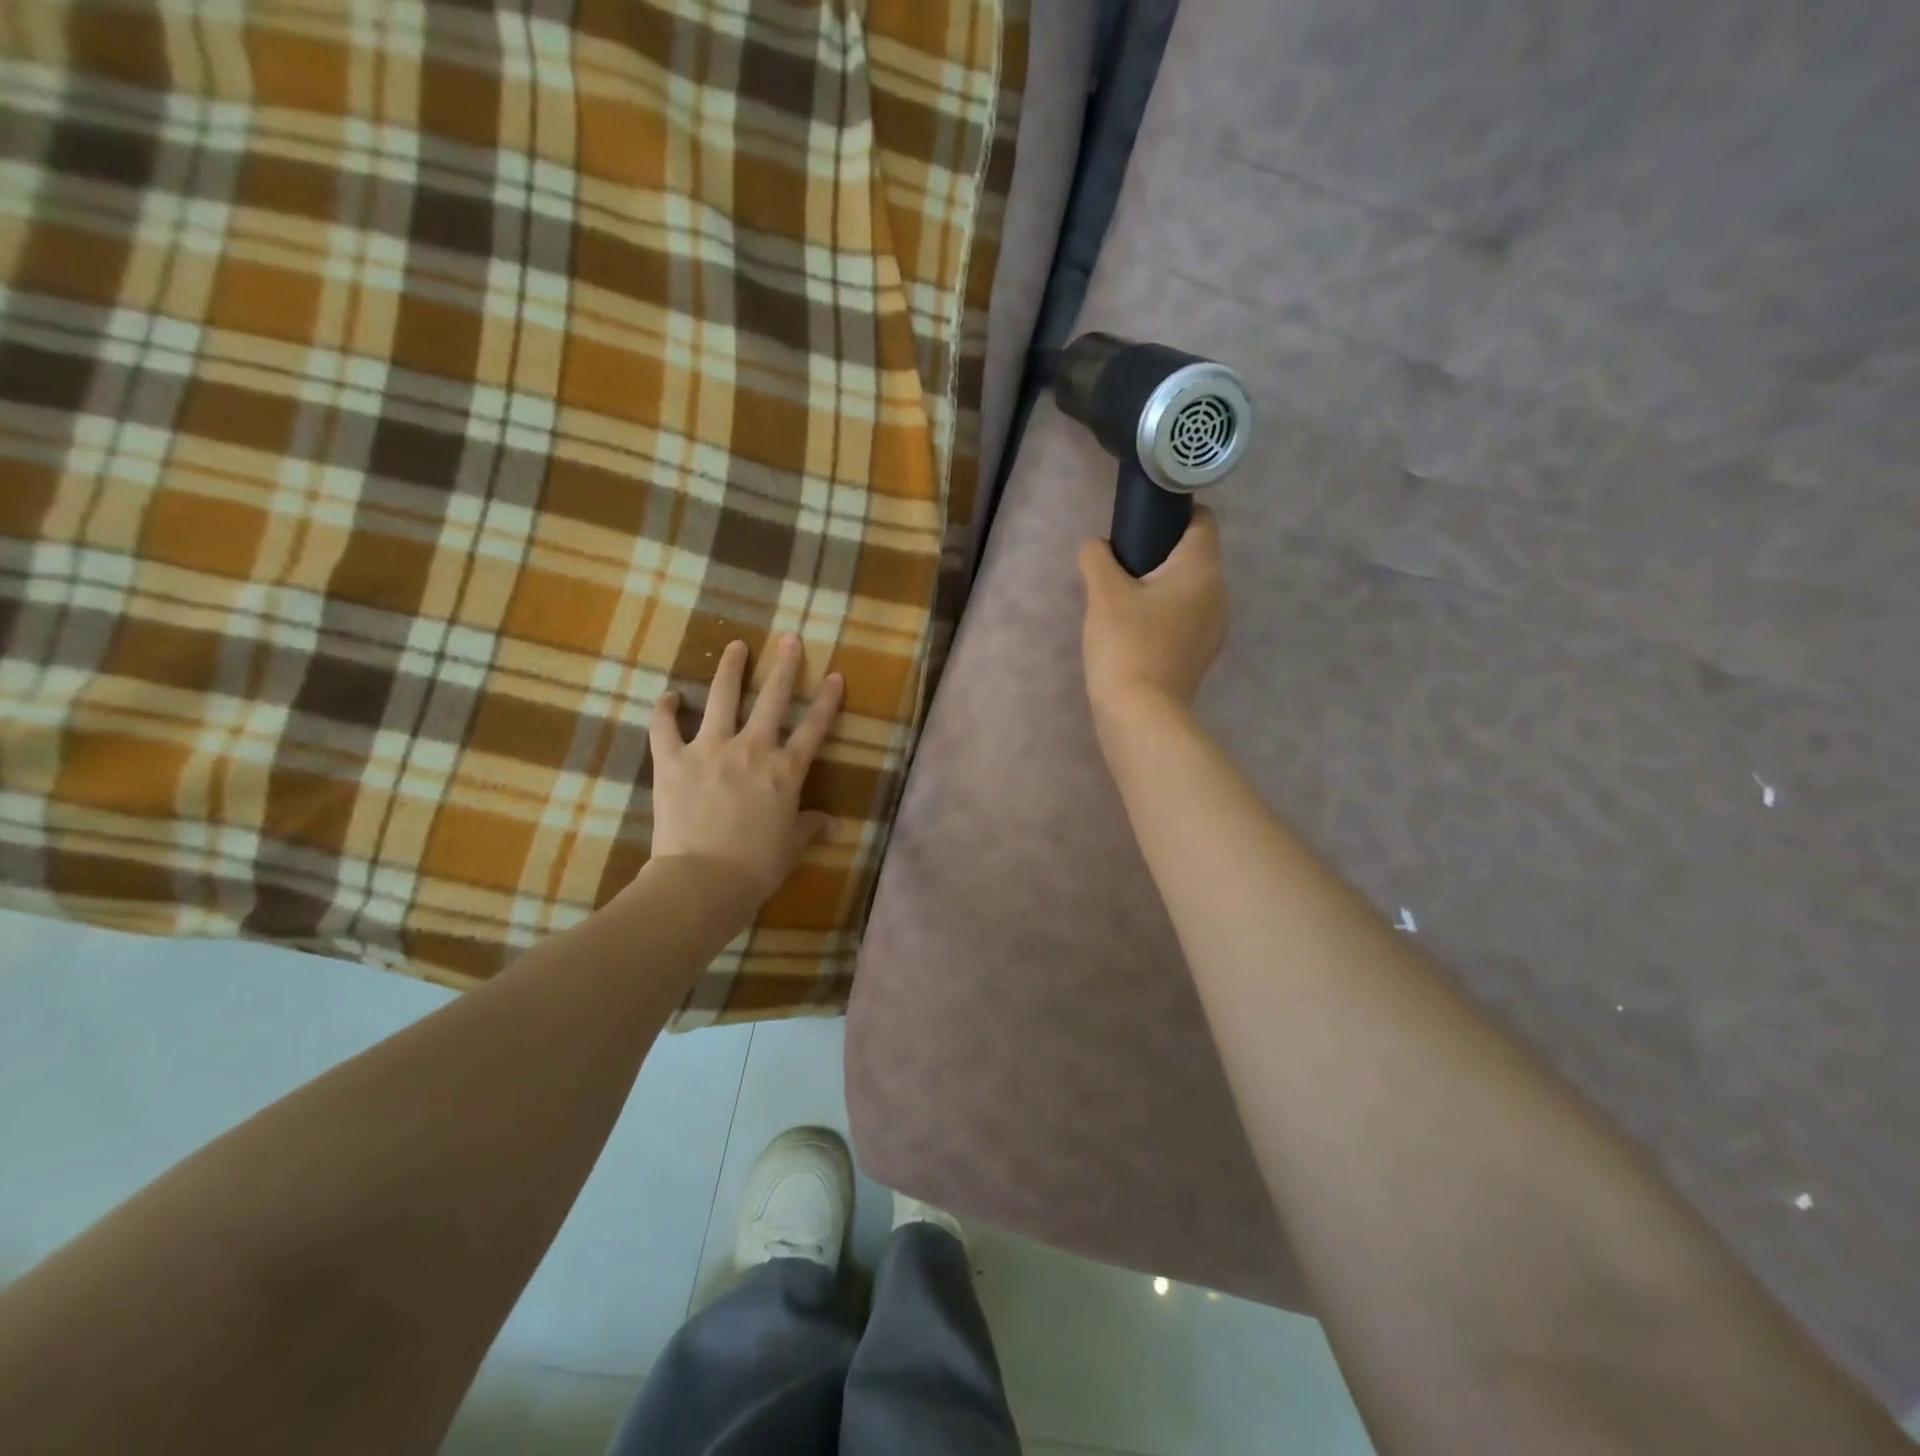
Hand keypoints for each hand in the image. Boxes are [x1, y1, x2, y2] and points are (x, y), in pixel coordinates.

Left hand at [648, 636, 842, 903]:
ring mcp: (710, 749)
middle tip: (789, 639)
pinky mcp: (672, 760)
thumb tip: (831, 823)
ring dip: (729, 668)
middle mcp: (752, 749)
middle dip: (784, 666)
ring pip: (721, 698)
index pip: (814, 728)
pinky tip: (670, 695)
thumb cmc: (756, 867)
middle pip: (772, 699)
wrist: (703, 881)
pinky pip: (664, 726)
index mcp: (786, 771)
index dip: (826, 700)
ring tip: (735, 645)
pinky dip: (665, 709)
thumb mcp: (791, 847)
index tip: (834, 675)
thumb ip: (810, 827)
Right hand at [1078, 505, 1228, 717]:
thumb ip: (1096, 558)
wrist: (1141, 715)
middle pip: (1193, 556)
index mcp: (1202, 569)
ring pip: (1188, 590)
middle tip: (1119, 567)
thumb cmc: (1126, 645)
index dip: (1173, 513)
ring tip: (1122, 603)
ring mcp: (1213, 628)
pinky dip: (1163, 616)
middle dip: (1159, 554)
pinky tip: (1134, 632)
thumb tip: (1096, 548)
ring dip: (1159, 588)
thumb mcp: (1103, 593)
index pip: (1202, 519)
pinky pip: (1184, 619)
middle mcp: (1218, 593)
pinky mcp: (1201, 654)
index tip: (1140, 525)